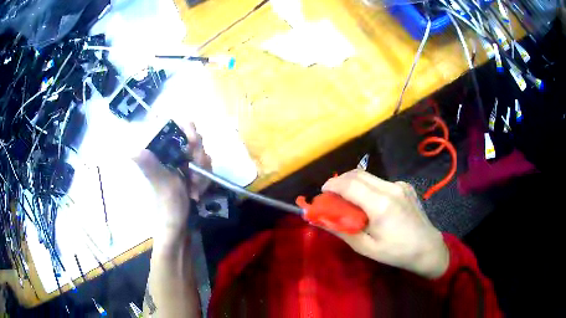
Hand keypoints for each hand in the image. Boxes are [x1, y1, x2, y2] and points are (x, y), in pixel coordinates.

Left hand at [134, 123, 211, 237]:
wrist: (178, 227)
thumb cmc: (168, 207)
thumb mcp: (161, 185)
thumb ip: (151, 165)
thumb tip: (132, 149)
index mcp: (157, 152)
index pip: (173, 125)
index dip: (187, 129)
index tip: (193, 144)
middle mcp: (168, 152)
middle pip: (191, 136)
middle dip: (198, 156)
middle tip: (195, 172)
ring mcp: (179, 161)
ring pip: (200, 151)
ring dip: (202, 170)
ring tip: (196, 188)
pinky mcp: (188, 170)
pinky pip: (204, 164)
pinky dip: (204, 177)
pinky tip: (198, 190)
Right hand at [322, 170, 448, 278]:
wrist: (428, 248)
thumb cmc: (396, 252)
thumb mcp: (366, 247)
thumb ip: (341, 230)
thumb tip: (319, 220)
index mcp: (380, 205)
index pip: (349, 185)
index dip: (332, 185)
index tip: (322, 192)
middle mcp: (391, 188)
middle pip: (358, 174)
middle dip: (340, 180)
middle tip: (332, 194)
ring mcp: (400, 185)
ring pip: (369, 176)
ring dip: (354, 183)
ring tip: (349, 199)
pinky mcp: (406, 186)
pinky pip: (381, 182)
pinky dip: (369, 187)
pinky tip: (371, 203)